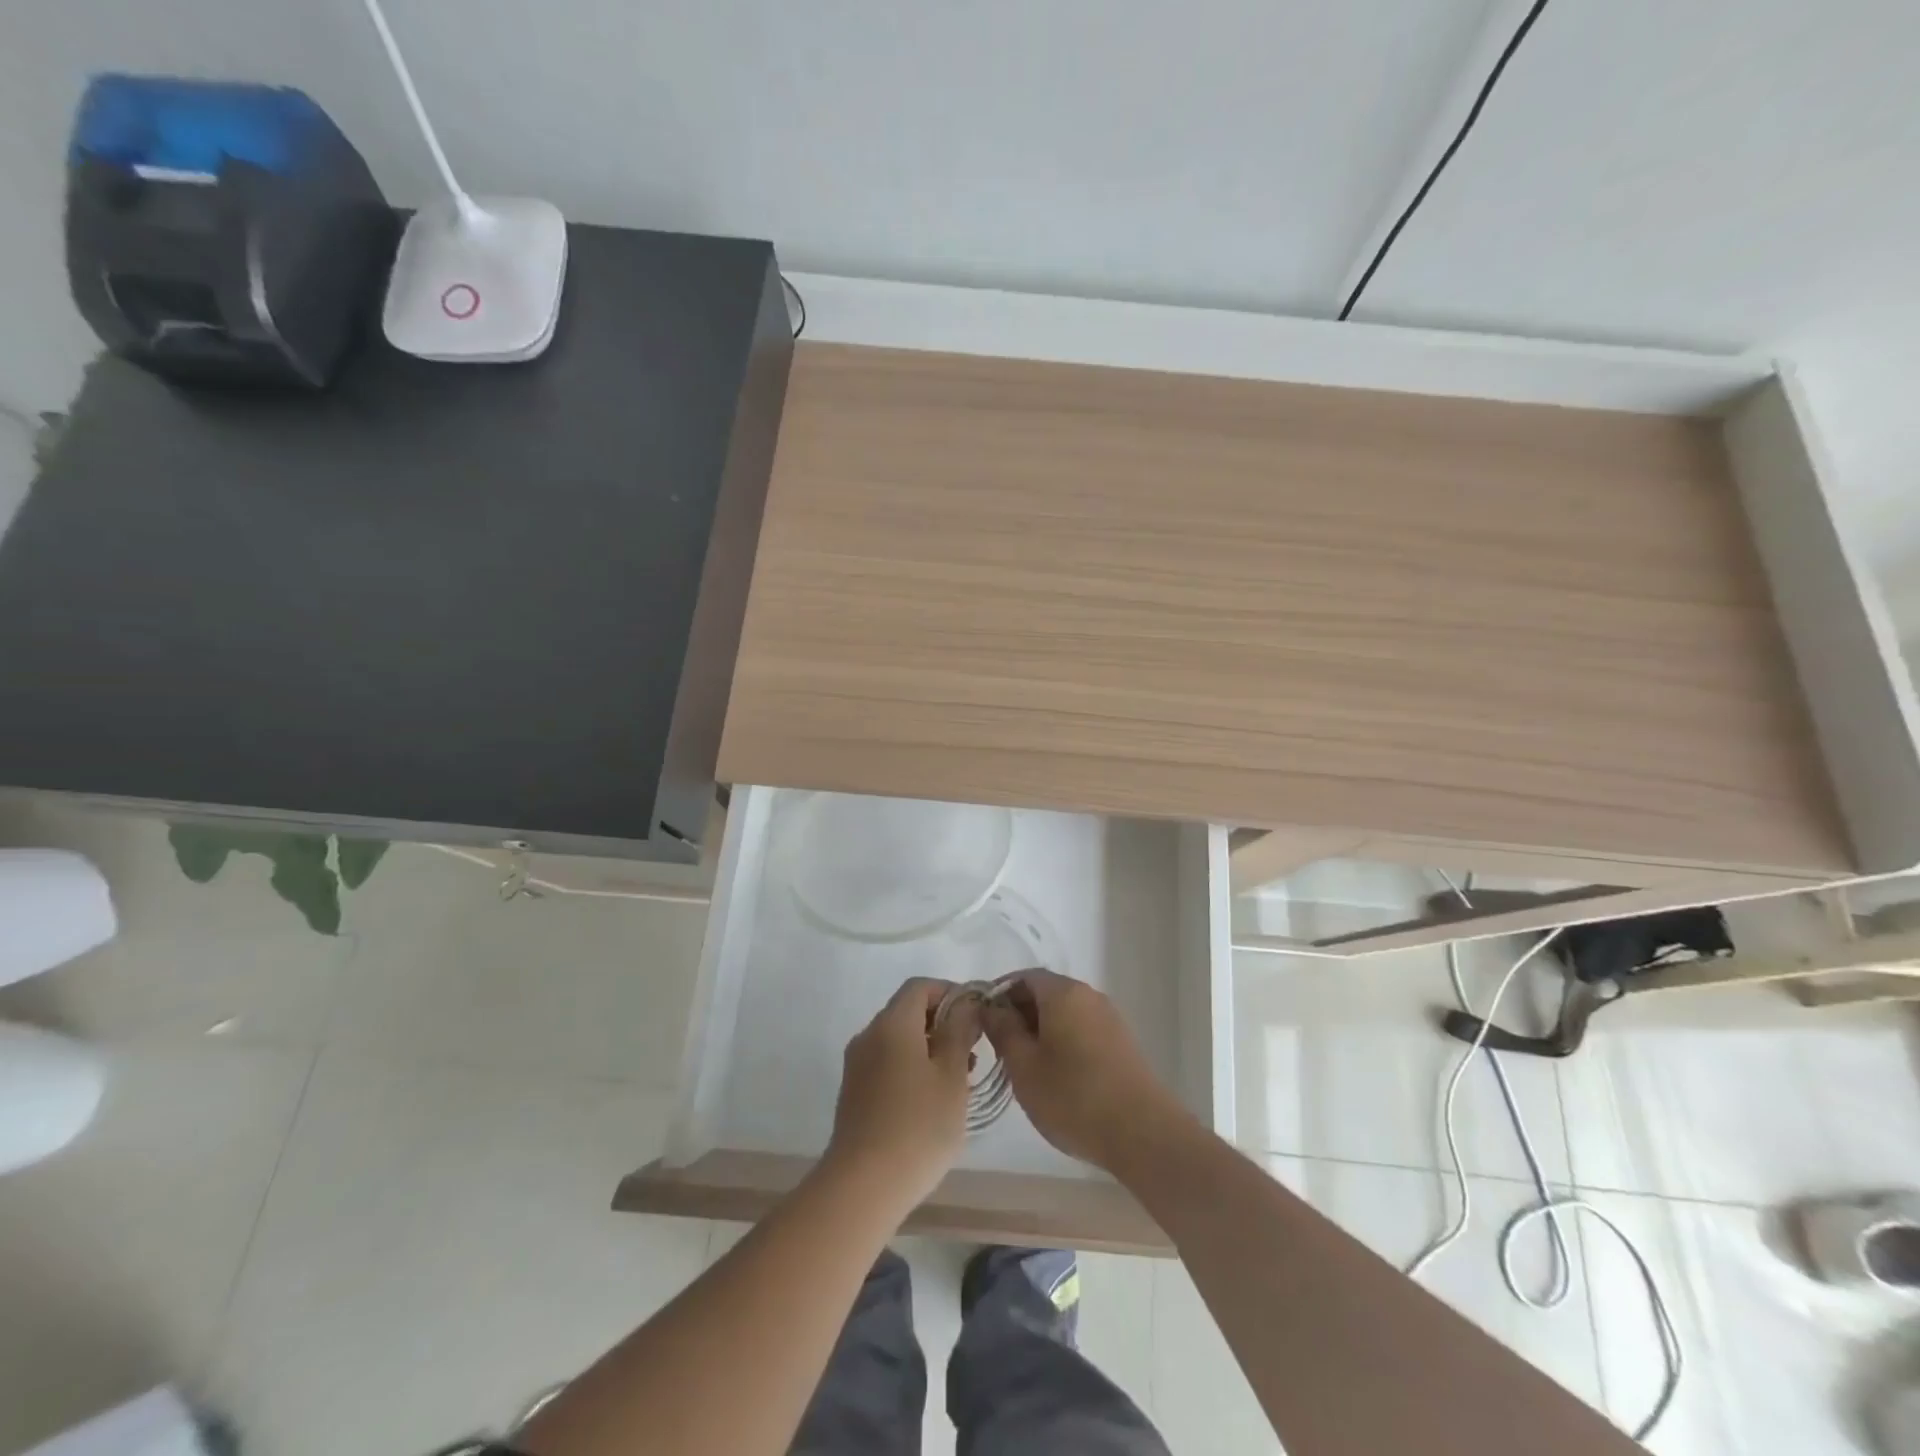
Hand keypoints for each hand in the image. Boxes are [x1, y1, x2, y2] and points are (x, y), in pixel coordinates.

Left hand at [825, 978, 979, 1213]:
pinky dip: (912, 1067)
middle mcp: (869, 1035)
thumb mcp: (952, 1076)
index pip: (920, 987)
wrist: (862, 1186)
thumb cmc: (918, 1126)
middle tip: (973, 1052)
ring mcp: (857, 1065)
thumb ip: (960, 1032)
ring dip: (929, 1048)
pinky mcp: (853, 1092)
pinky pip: (886, 1063)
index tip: (976, 1016)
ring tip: (959, 1081)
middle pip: (908, 1011)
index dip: (950, 993)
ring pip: (898, 1040)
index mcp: (892, 1024)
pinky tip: (932, 1101)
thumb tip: (965, 1004)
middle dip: (942, 1023)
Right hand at [982, 970, 1190, 1172]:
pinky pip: (1082, 1029)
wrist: (1142, 1133)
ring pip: (1064, 1013)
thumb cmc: (1074, 1096)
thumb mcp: (1024, 1066)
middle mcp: (1088, 995)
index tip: (984, 1023)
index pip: (1023, 977)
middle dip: (1019, 1014)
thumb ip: (1003, 1030)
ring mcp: (1109, 1018)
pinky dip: (1063, 1042)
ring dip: (1041, 1030)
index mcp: (1063, 992)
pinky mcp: (1121, 1042)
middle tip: (1001, 1049)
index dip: (999, 995)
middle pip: (1045, 992)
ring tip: (1026, 1067)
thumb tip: (991, 1008)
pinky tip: (1057, 1077)